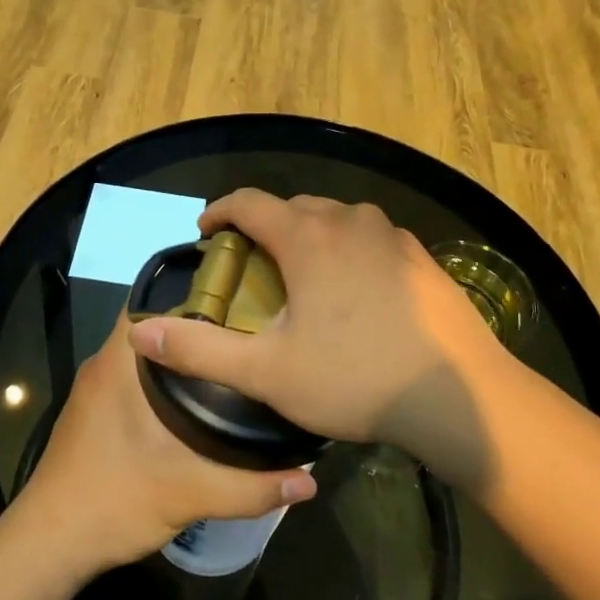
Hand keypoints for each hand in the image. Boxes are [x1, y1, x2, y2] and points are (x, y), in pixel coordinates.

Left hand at [20, 312, 317, 574]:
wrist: (48, 547)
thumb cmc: (112, 502)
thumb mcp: (189, 494)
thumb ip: (251, 488)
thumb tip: (310, 483)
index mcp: (119, 364)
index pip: (154, 299)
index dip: (196, 291)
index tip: (241, 295)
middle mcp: (104, 366)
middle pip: (156, 326)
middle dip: (201, 325)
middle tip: (252, 329)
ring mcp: (96, 392)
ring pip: (148, 354)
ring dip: (184, 355)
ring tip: (235, 359)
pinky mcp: (96, 415)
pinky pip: (137, 378)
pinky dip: (167, 380)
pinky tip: (202, 401)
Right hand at [125, 190, 504, 486]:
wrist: (458, 397)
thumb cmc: (355, 378)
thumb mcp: (267, 372)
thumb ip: (200, 349)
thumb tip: (141, 332)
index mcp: (308, 237)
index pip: (250, 202)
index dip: (221, 211)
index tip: (206, 230)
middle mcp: (351, 220)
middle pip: (294, 207)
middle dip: (265, 226)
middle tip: (251, 263)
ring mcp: (392, 236)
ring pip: (337, 219)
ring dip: (310, 235)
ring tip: (301, 274)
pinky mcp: (422, 258)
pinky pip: (371, 238)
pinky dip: (349, 249)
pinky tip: (355, 290)